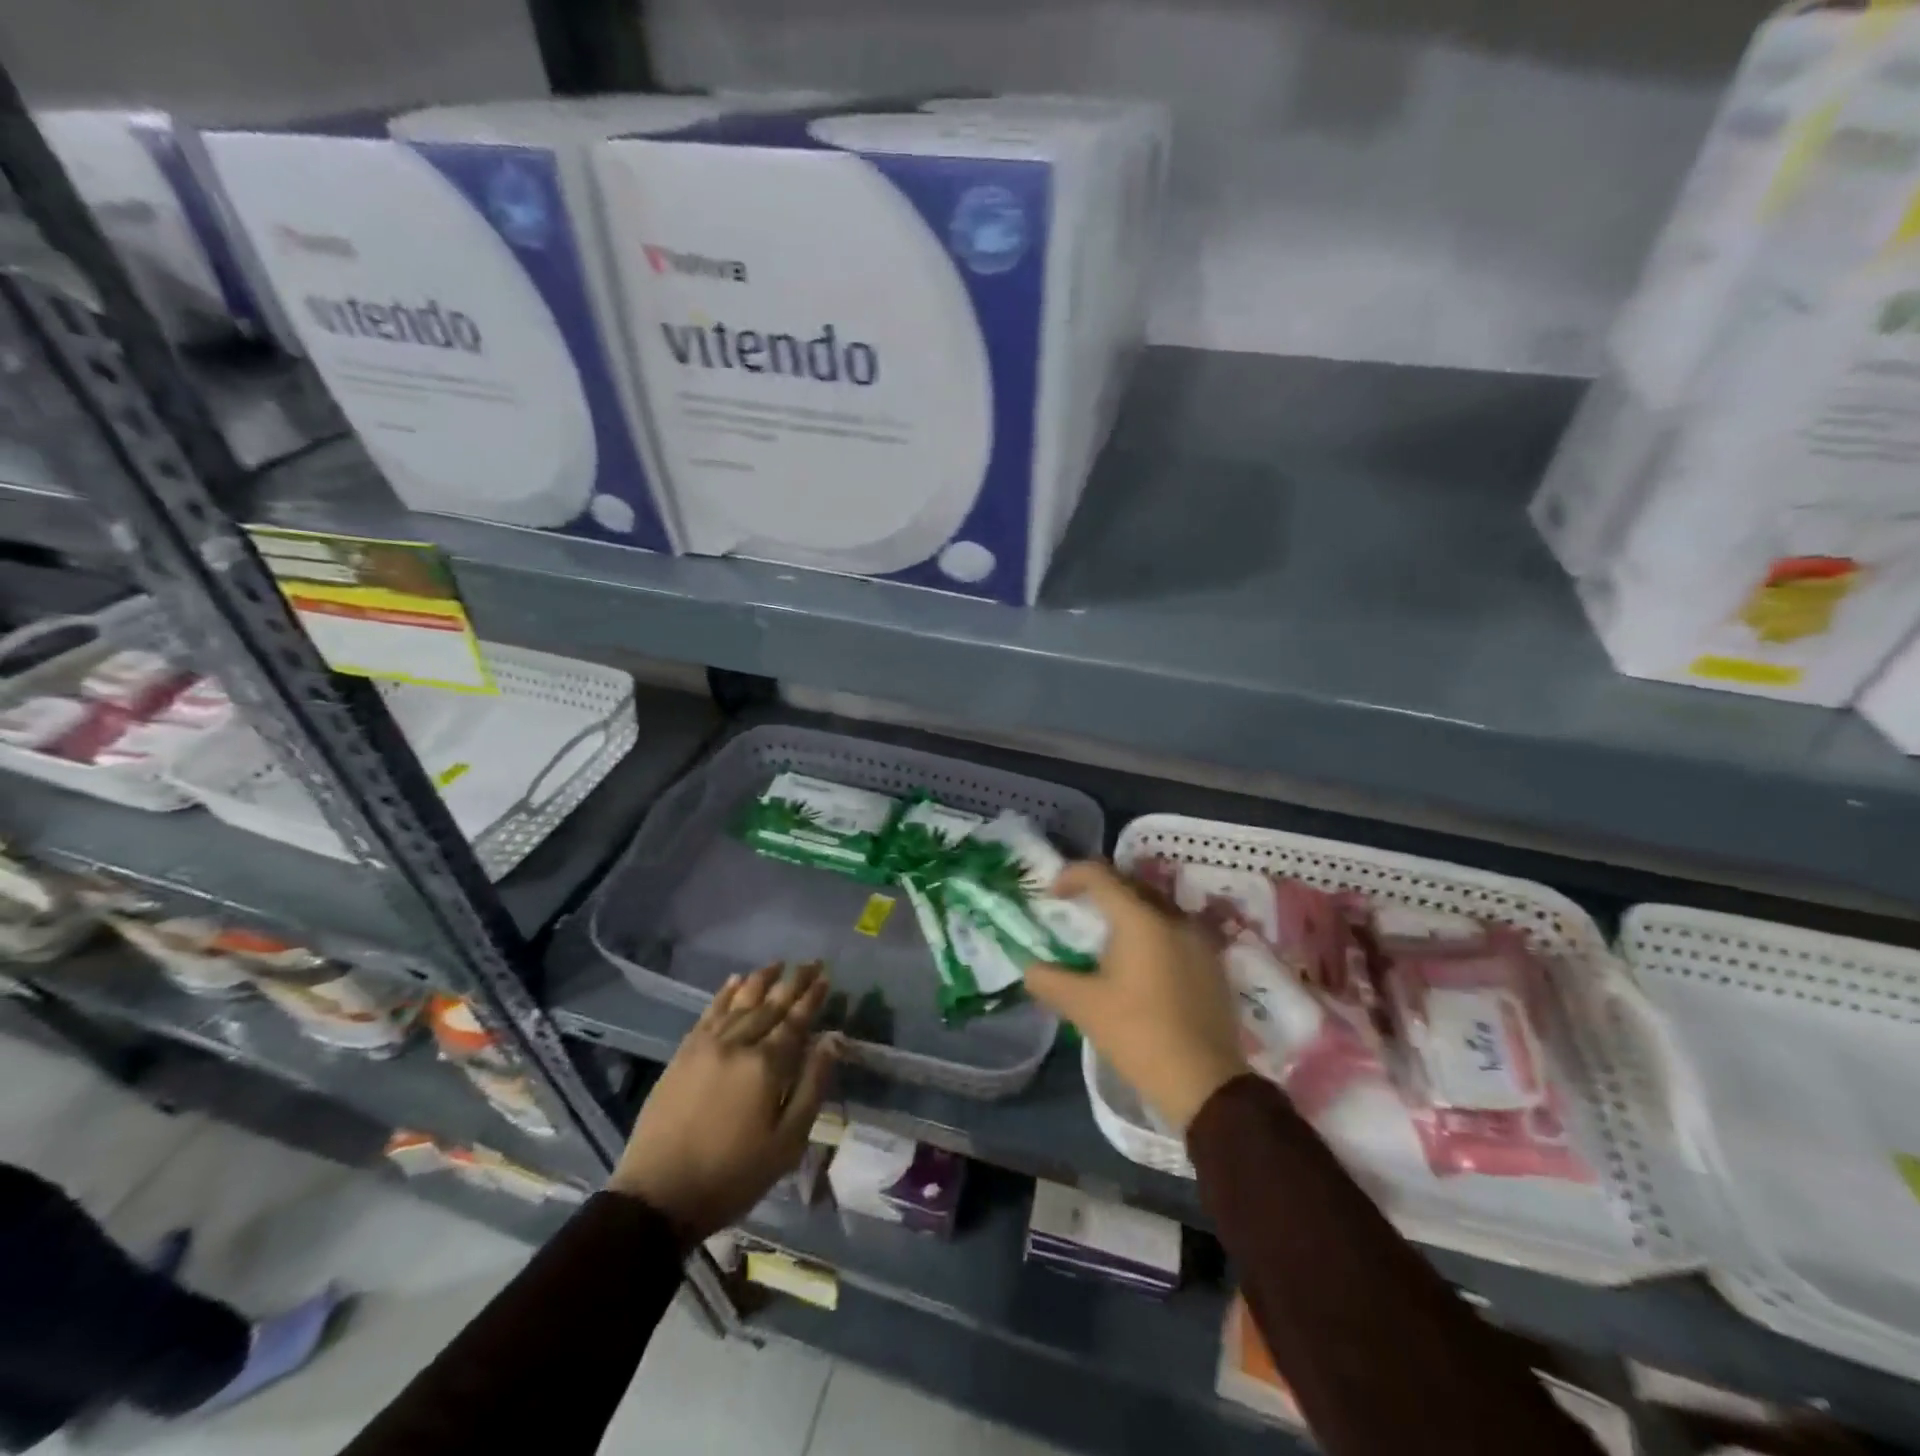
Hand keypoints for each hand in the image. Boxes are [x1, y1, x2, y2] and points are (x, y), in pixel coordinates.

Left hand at [610, 961, 838, 1243]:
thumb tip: (832, 1040)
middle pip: (771, 1005)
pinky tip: (735, 980)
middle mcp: (738, 1044)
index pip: (796, 1020)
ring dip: (761, 980)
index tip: (826, 977)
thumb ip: (812, 1086)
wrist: (658, 1196)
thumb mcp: (787, 1143)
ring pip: (740, 1002)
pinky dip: (725, 994)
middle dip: (793, 981)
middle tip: (811, 962)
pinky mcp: (683, 1053)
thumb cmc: (733, 1176)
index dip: (812, 998)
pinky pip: (709, 1012)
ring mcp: (706, 1045)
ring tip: (778, 963)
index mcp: (766, 1066)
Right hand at [1025, 861, 1248, 1132]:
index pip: (1100, 875)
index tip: (1052, 895)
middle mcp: (1174, 917)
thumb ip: (1049, 980)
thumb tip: (1030, 969)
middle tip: (1077, 912)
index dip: (1071, 876)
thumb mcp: (1083, 1007)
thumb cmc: (1138, 1034)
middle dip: (1100, 892)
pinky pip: (1175, 932)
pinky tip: (1140, 966)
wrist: (1205, 1083)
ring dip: (1128, 914)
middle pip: (1130, 886)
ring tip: (1106, 941)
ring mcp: (1200, 940)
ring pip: (1156, 908)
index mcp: (1141, 919)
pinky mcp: (1213, 964)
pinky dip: (1151, 935)